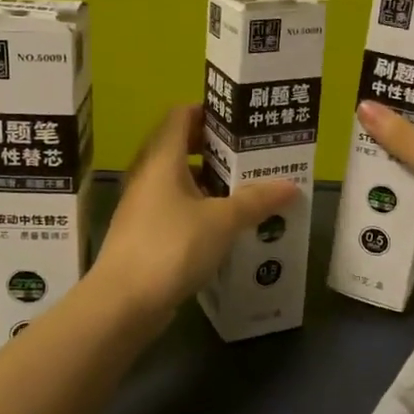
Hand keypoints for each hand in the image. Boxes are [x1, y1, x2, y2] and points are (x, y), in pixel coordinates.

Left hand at [91, 105, 297, 319]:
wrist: (122, 303)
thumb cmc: (171, 246)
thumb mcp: (222, 221)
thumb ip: (256, 200)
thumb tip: (291, 185)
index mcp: (162, 159)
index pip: (182, 115)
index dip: (210, 110)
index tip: (242, 119)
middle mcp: (148, 175)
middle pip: (182, 147)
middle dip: (218, 149)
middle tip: (252, 155)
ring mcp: (144, 206)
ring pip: (181, 181)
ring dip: (211, 182)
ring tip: (248, 189)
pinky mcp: (145, 234)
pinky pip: (177, 208)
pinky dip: (200, 209)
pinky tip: (227, 226)